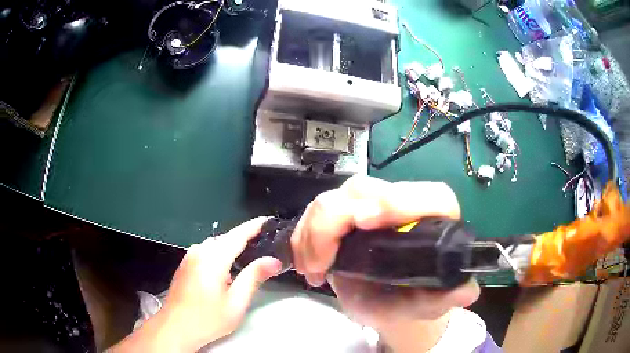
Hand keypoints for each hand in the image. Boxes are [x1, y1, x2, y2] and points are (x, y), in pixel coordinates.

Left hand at [109, 218, 282, 352]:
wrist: (176, 328)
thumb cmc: (208, 319)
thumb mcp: (236, 302)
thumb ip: (254, 277)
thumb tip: (273, 261)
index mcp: (213, 258)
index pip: (238, 235)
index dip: (255, 226)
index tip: (269, 221)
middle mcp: (199, 251)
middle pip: (226, 238)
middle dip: (244, 239)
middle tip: (264, 247)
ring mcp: (189, 256)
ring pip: (215, 245)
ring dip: (231, 248)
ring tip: (247, 261)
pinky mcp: (185, 264)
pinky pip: (206, 251)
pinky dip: (219, 255)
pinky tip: (225, 272)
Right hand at [291, 176, 479, 349]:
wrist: (388, 303)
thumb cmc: (411, 301)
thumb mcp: (427, 305)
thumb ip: (447, 298)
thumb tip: (466, 293)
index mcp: (434, 220)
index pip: (429, 196)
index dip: (400, 200)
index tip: (365, 220)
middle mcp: (402, 205)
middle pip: (367, 189)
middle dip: (336, 221)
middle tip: (321, 261)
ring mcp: (368, 207)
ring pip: (335, 197)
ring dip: (314, 232)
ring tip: (312, 269)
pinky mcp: (343, 214)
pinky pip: (316, 212)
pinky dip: (304, 236)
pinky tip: (306, 264)